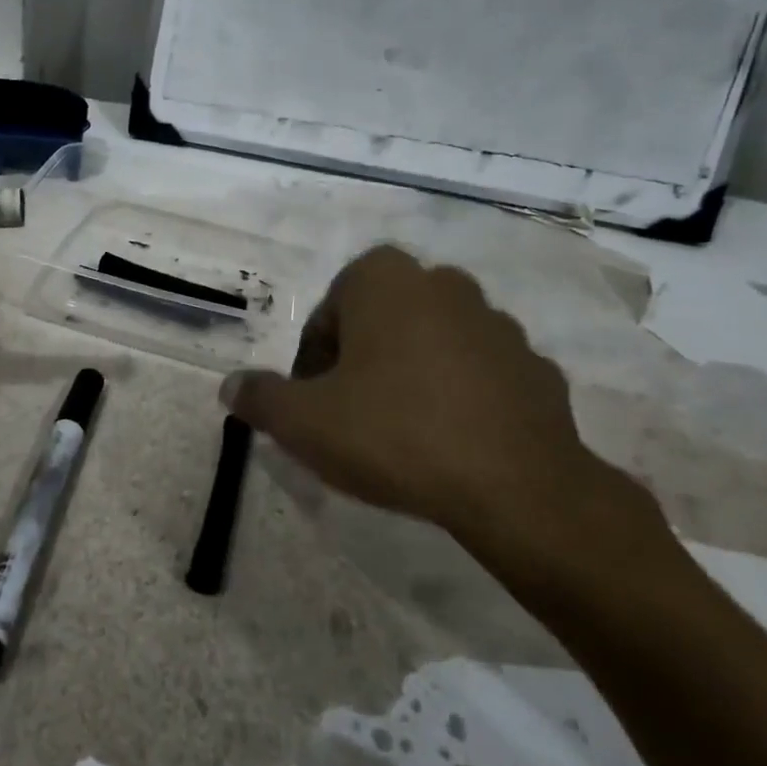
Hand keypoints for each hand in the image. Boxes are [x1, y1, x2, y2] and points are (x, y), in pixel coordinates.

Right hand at [223, 245, 678, 599]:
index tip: (313, 407)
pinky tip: (451, 443)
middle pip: (380, 324)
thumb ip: (260, 397)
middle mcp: (443, 284)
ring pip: (432, 345)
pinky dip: (460, 397)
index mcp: (383, 279)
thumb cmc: (393, 433)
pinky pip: (480, 375)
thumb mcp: (304, 421)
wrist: (515, 486)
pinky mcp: (535, 366)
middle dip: (360, 363)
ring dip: (411, 376)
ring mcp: (498, 323)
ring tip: (401, 434)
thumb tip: (230, 386)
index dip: (312, 363)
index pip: (327, 316)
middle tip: (350, 417)